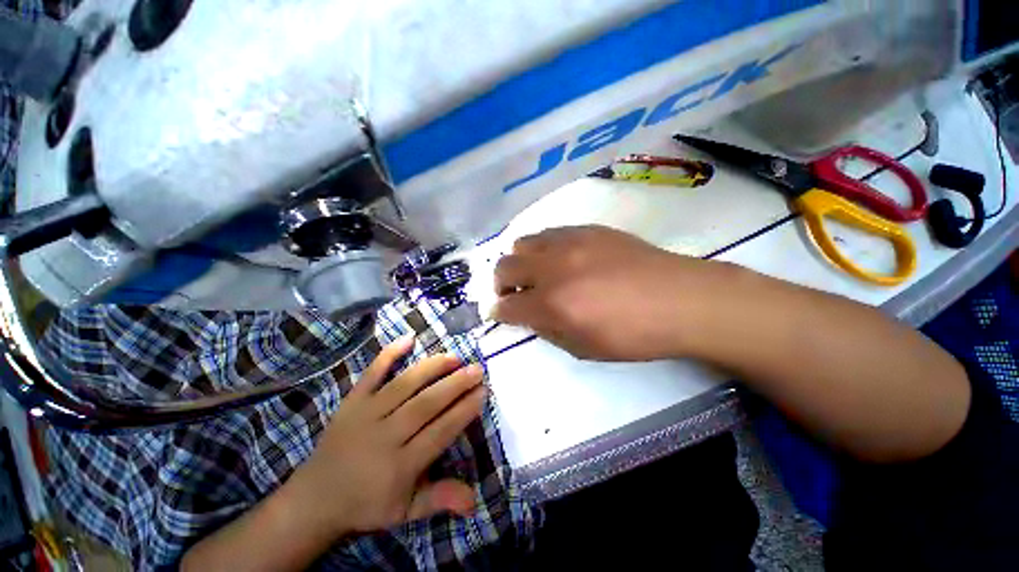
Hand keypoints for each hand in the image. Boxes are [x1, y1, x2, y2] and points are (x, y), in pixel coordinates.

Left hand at [282, 336, 485, 537]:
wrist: (315, 498)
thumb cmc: (367, 504)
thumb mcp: (405, 512)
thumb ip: (439, 500)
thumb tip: (474, 501)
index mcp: (400, 466)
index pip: (440, 431)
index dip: (464, 410)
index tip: (482, 392)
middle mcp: (385, 435)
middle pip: (426, 404)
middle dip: (455, 384)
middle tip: (477, 369)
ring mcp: (366, 414)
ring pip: (405, 384)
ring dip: (433, 367)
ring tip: (455, 357)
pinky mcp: (352, 401)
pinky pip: (371, 373)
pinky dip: (389, 354)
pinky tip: (409, 337)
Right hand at [492, 225, 732, 360]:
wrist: (679, 299)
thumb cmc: (633, 335)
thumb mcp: (583, 348)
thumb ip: (547, 330)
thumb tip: (528, 315)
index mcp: (552, 304)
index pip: (507, 306)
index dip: (499, 312)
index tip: (499, 313)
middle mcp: (553, 268)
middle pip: (504, 267)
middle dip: (501, 284)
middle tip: (513, 294)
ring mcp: (569, 243)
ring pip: (522, 243)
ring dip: (519, 262)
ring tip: (535, 273)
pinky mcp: (586, 230)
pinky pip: (548, 233)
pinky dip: (542, 249)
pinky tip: (558, 259)